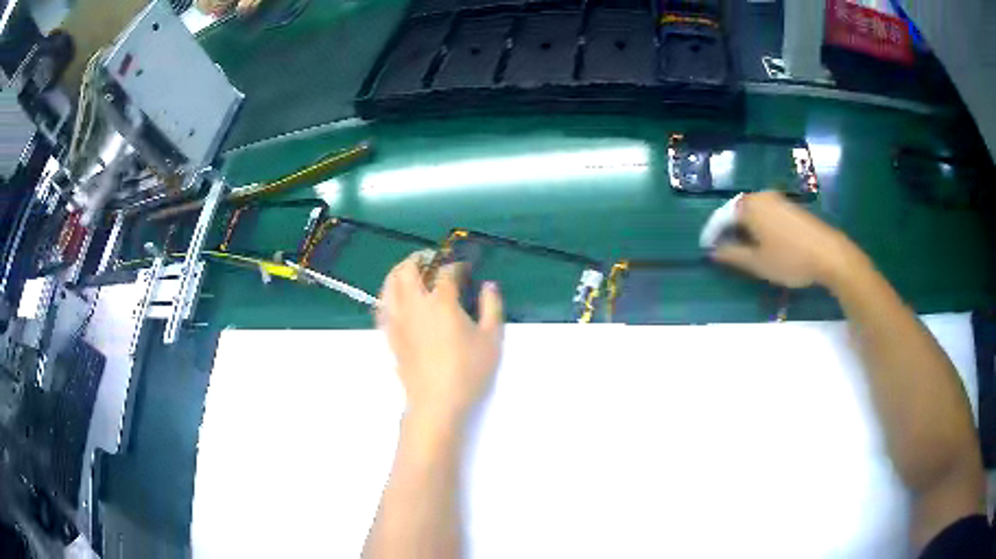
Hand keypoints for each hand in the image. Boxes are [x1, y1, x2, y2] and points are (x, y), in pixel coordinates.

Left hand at [377, 253, 504, 425]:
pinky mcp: (389, 334)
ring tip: (411, 271)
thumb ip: (492, 307)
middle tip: (433, 259)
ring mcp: (397, 319)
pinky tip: (396, 297)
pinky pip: (382, 305)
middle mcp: (414, 304)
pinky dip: (388, 294)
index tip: (465, 269)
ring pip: (389, 283)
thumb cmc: (468, 371)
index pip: (446, 272)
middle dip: (421, 258)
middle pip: (408, 269)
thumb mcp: (492, 339)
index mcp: (441, 301)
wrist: (436, 402)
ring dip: (400, 271)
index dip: (456, 265)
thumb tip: (489, 285)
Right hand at [711, 192, 864, 288]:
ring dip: (743, 228)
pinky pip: (765, 213)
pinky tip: (761, 241)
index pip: (721, 217)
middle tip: (721, 249)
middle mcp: (760, 196)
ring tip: (740, 247)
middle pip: (736, 211)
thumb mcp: (757, 262)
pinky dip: (757, 226)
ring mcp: (777, 199)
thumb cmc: (789, 259)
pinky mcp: (790, 206)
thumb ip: (732, 255)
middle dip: (727, 229)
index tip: (705, 249)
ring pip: (752, 212)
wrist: (828, 253)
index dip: (711, 234)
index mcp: (748, 206)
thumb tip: (714, 251)